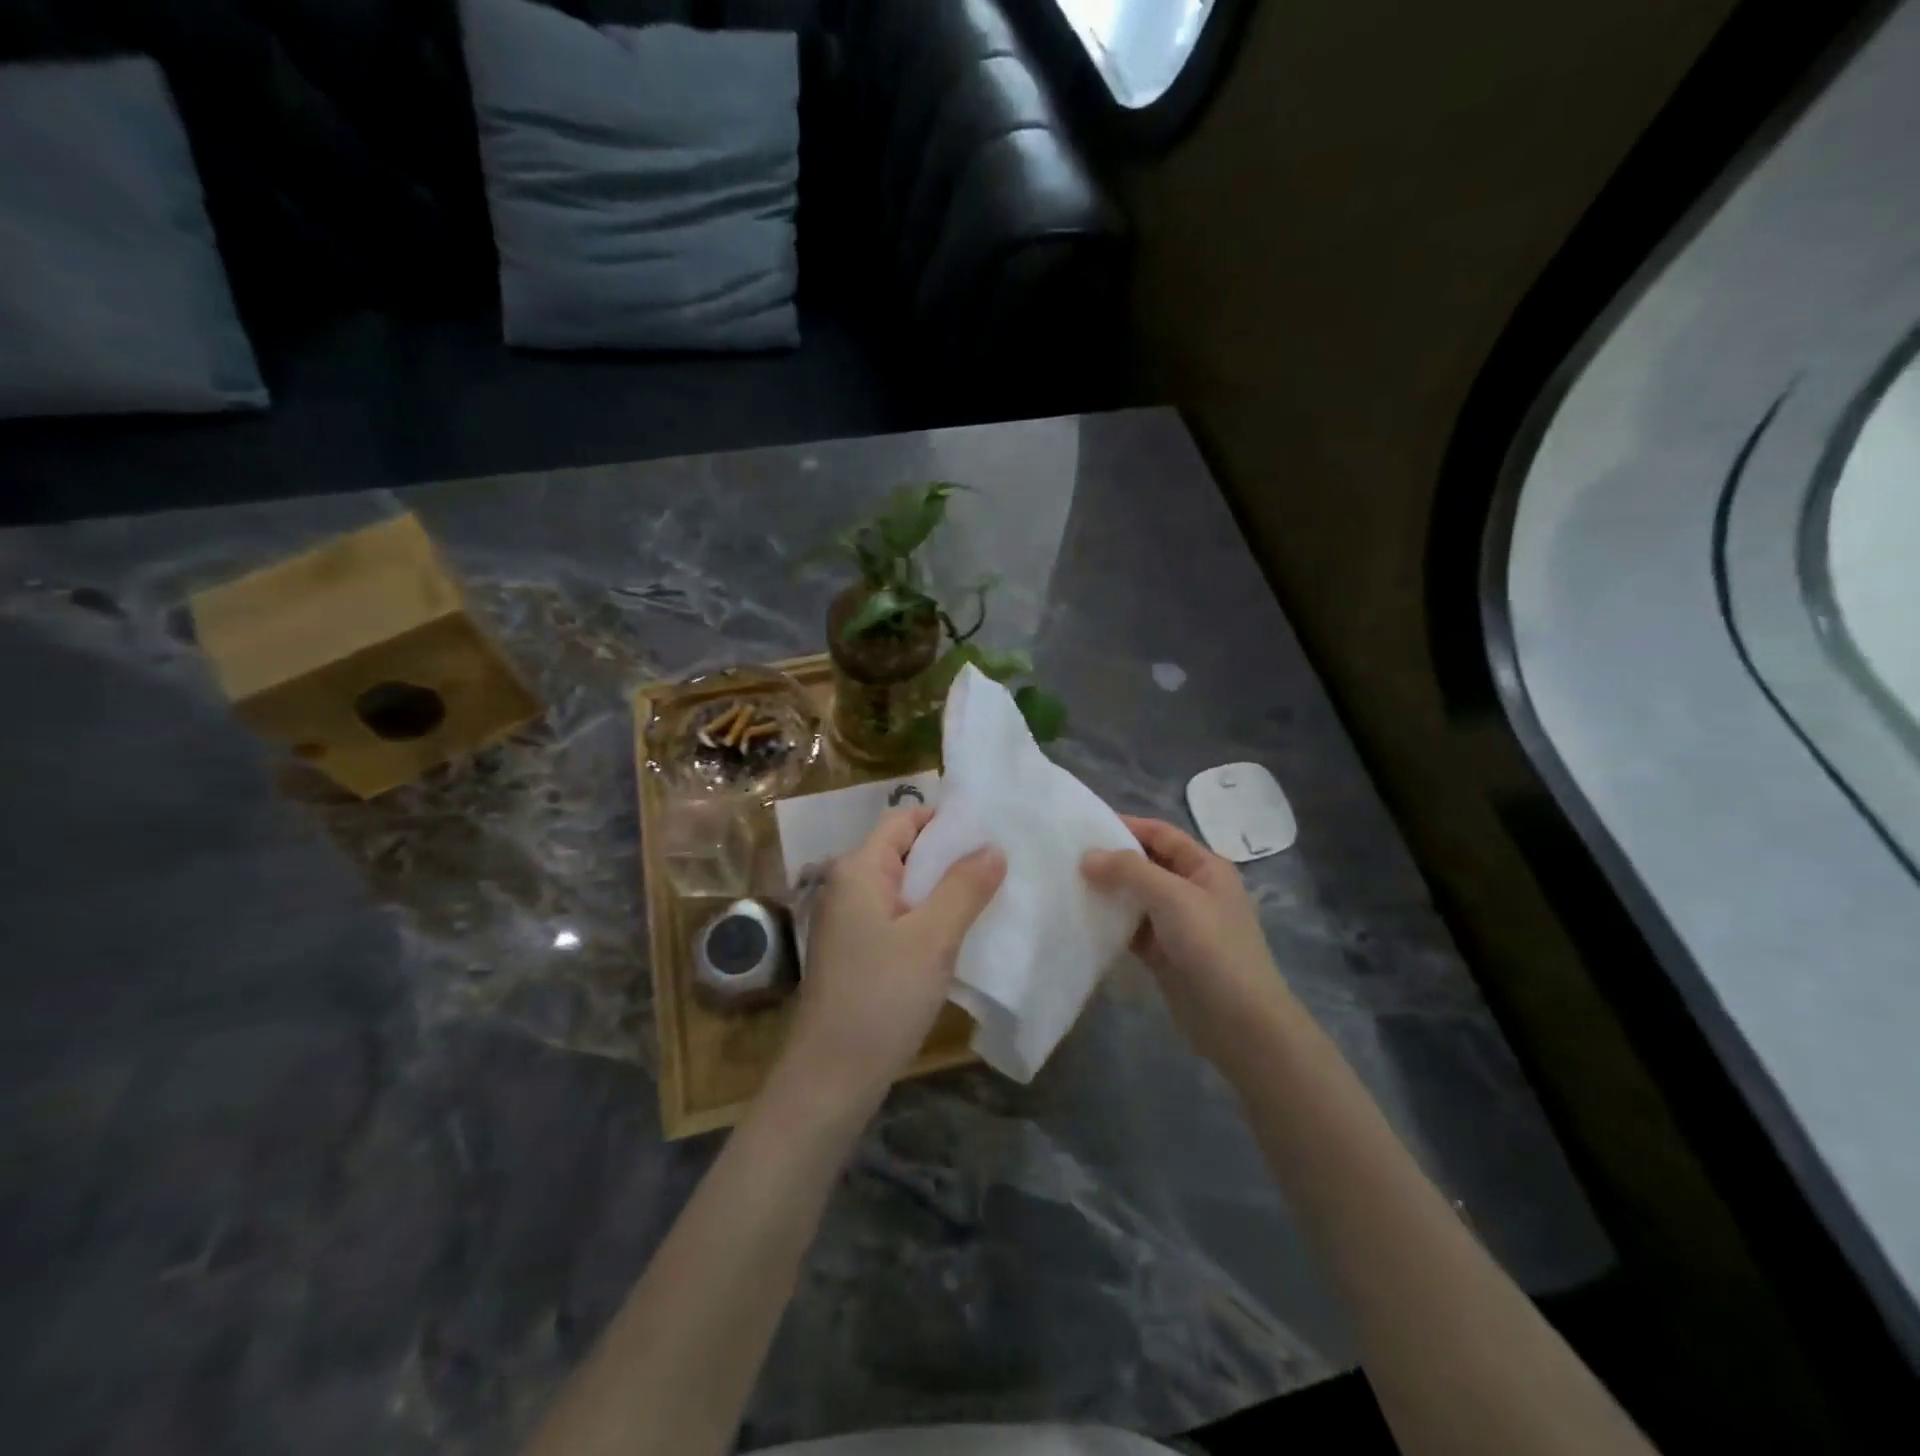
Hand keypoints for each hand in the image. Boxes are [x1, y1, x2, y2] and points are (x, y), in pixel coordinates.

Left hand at [781, 807, 1004, 1110]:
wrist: (832, 1076)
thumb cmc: (882, 996)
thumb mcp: (933, 937)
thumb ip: (964, 887)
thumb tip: (992, 847)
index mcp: (859, 869)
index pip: (904, 819)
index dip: (945, 819)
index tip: (990, 829)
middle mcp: (847, 885)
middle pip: (904, 851)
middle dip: (950, 855)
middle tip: (1000, 861)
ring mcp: (849, 920)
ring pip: (903, 887)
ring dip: (942, 888)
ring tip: (989, 893)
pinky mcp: (856, 950)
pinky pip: (897, 916)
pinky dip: (927, 915)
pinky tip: (959, 931)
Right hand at [1082, 816, 1297, 1068]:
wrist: (1239, 1022)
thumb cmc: (1212, 946)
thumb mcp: (1173, 897)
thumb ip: (1129, 871)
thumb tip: (1087, 856)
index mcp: (1205, 867)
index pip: (1161, 834)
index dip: (1126, 825)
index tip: (1084, 824)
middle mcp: (1192, 890)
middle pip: (1146, 864)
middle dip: (1111, 859)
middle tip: (1067, 856)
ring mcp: (1177, 924)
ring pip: (1136, 897)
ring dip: (1108, 891)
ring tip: (1067, 883)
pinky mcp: (1164, 954)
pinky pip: (1131, 929)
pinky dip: (1110, 922)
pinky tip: (1082, 918)